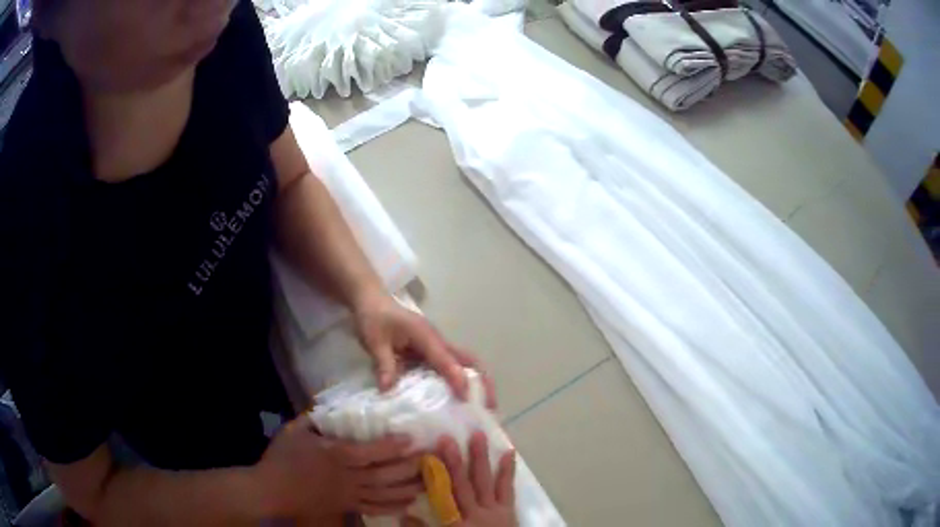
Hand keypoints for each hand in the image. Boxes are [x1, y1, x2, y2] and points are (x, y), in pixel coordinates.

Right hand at [255, 415, 423, 519]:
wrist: (271, 490)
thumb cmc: (281, 458)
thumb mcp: (295, 431)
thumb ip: (315, 418)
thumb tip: (334, 407)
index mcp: (336, 456)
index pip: (370, 452)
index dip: (392, 446)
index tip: (412, 439)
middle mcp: (347, 477)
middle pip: (384, 475)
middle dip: (409, 468)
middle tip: (431, 459)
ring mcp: (348, 495)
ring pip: (384, 494)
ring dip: (408, 488)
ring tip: (428, 481)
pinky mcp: (346, 507)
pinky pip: (373, 509)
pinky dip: (392, 507)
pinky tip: (407, 503)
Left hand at [353, 293, 495, 407]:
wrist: (371, 300)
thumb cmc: (373, 317)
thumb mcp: (374, 340)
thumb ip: (383, 364)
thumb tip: (388, 390)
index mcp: (425, 335)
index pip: (446, 359)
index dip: (457, 378)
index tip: (466, 398)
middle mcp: (436, 340)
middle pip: (468, 360)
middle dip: (481, 381)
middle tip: (489, 405)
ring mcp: (435, 345)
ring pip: (463, 363)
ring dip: (474, 382)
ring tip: (480, 407)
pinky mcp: (430, 351)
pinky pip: (449, 367)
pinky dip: (459, 381)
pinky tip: (456, 400)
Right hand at [438, 432, 517, 526]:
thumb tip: (402, 515)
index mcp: (457, 523)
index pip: (444, 496)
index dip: (436, 476)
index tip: (429, 454)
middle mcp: (476, 513)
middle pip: (464, 485)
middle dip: (455, 462)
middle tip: (448, 438)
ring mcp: (495, 510)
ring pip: (485, 482)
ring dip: (481, 459)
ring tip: (478, 436)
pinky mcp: (509, 510)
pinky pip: (507, 488)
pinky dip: (508, 471)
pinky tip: (509, 453)